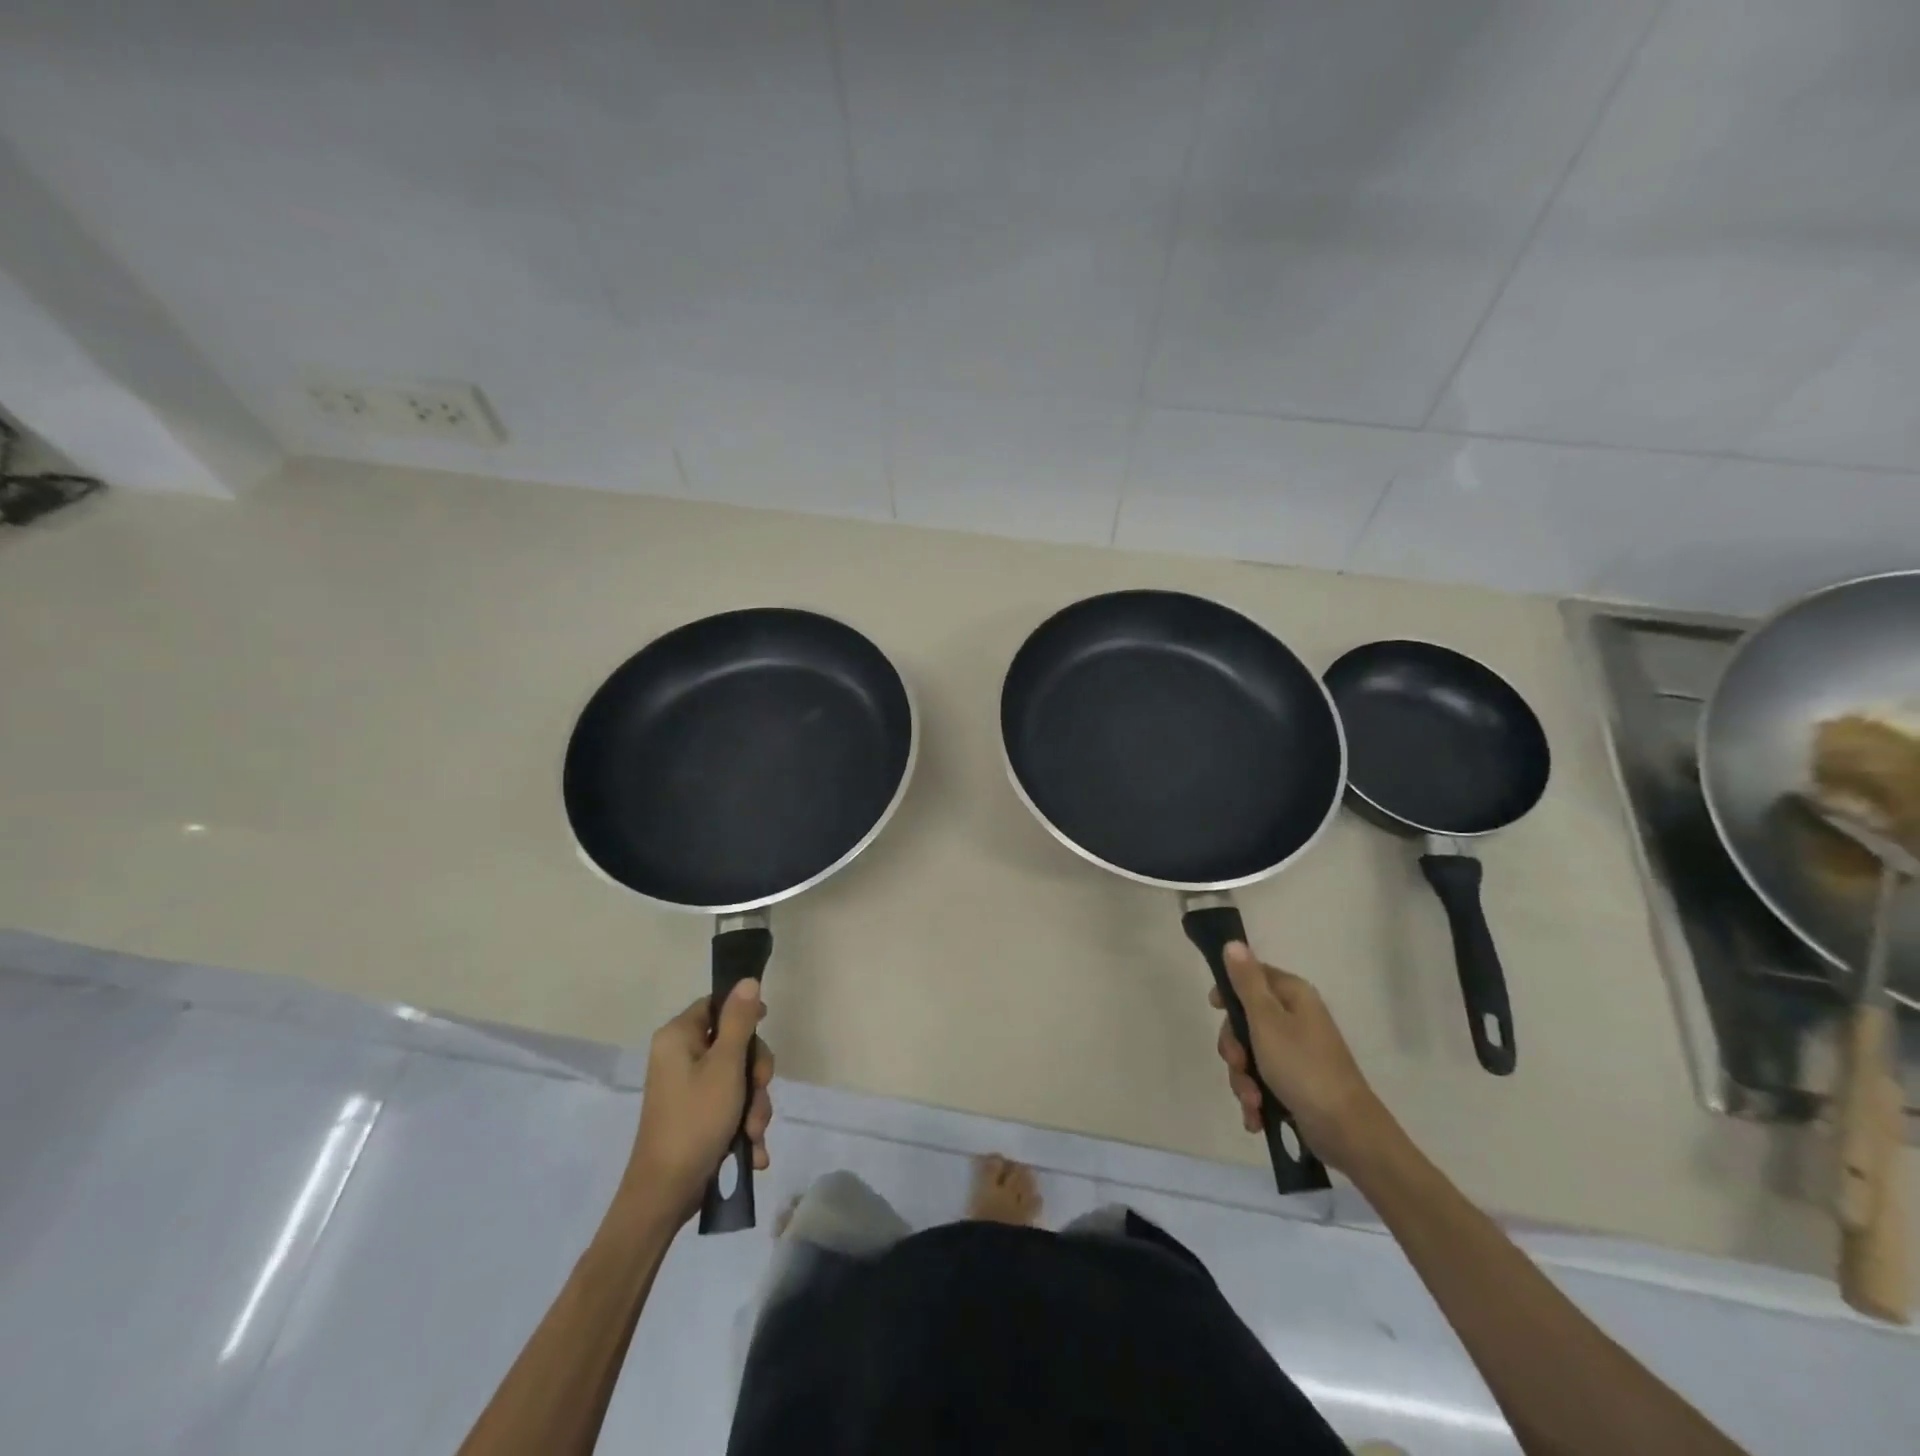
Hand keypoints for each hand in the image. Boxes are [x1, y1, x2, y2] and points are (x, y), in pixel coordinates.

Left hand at [624, 980, 774, 1225]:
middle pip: (733, 1043)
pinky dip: (743, 1125)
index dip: (744, 1013)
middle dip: (755, 1074)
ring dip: (754, 1105)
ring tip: (753, 1134)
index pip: (716, 1004)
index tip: (765, 1029)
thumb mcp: (726, 1066)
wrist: (664, 1195)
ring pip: (737, 1078)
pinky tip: (751, 1149)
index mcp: (678, 1037)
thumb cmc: (695, 1120)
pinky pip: (729, 1105)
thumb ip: (740, 1022)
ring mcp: (687, 1088)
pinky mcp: (695, 1115)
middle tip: (759, 1093)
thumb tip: (748, 981)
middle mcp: (679, 1057)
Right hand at [1211, 943, 1392, 1172]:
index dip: (1229, 991)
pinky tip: (1256, 1117)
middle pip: (1246, 1020)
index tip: (1215, 1009)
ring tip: (1252, 1101)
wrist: (1347, 1131)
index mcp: (1294, 996)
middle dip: (1234, 1048)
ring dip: (1243, 1079)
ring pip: (1250, 1054)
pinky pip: (1263, 1081)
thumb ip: (1246, 982)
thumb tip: (1233, 943)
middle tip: (1238, 1063)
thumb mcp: (1266, 1020)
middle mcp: (1296, 1019)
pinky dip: (1255, 1098)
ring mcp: (1297, 1052)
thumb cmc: (1302, 1067)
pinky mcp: (1296, 1083)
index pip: (1253, 976)